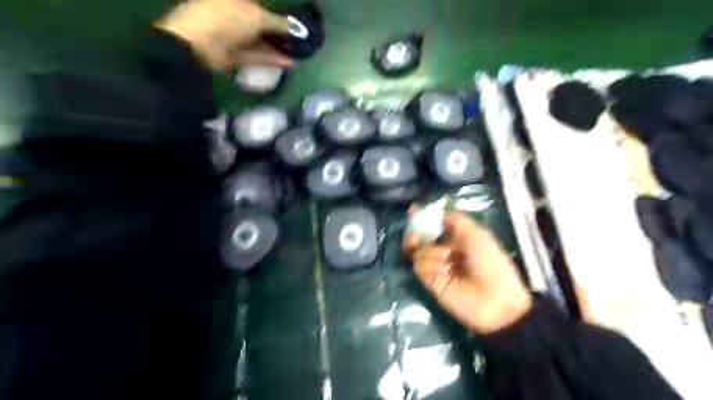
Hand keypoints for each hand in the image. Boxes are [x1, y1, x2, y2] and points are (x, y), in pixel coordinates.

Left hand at [157, 0, 292, 69]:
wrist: (198, 46)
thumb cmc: (226, 19)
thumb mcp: (257, 17)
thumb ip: (279, 22)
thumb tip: (299, 28)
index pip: (262, 3)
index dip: (280, 8)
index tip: (299, 18)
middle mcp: (236, 13)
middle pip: (264, 21)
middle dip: (283, 29)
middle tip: (303, 37)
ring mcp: (235, 34)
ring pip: (262, 40)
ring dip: (281, 46)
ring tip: (302, 51)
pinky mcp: (236, 54)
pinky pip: (258, 55)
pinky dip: (273, 58)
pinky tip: (291, 62)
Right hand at [403, 207, 530, 332]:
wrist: (495, 299)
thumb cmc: (490, 262)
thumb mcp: (478, 234)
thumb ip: (457, 220)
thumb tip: (439, 213)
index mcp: (456, 237)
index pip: (434, 223)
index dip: (422, 217)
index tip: (412, 210)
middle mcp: (443, 248)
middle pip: (419, 236)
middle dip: (414, 232)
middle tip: (415, 235)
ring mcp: (435, 265)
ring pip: (417, 250)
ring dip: (430, 251)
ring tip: (446, 258)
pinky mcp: (430, 280)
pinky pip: (419, 266)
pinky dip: (429, 264)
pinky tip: (443, 271)